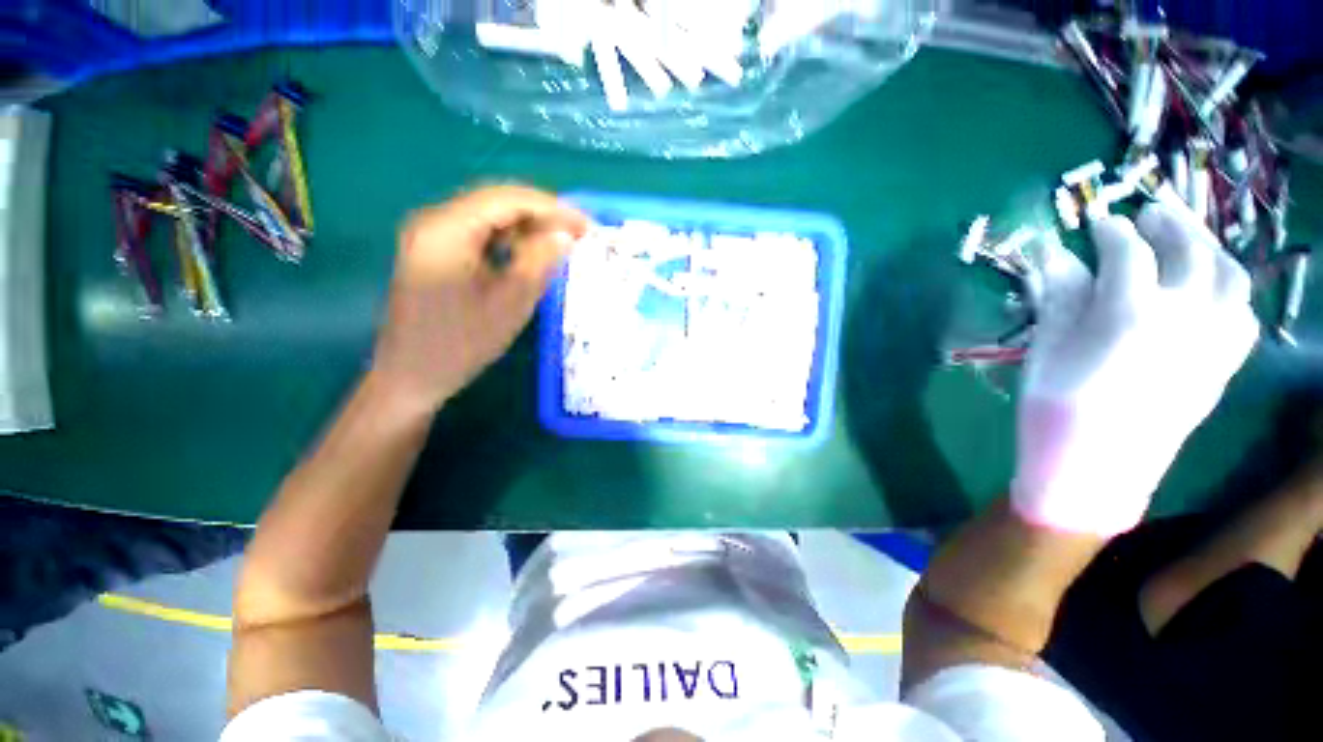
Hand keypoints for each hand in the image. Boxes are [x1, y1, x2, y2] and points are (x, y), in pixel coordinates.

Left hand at [371, 185, 589, 414]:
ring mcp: (430, 235)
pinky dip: (508, 238)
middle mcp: (433, 221)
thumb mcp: (509, 304)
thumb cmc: (462, 344)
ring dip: (526, 225)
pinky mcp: (433, 250)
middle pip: (495, 201)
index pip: (507, 200)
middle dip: (541, 214)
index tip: (586, 225)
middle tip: (578, 234)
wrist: (411, 375)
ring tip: (559, 243)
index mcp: (446, 230)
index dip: (552, 208)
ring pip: (488, 215)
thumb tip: (565, 234)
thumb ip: (538, 263)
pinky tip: (527, 253)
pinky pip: (477, 232)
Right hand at [1012, 200, 1258, 535]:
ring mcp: (1212, 343)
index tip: (1095, 222)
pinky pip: (1243, 315)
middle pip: (1190, 250)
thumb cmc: (1056, 409)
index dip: (1110, 230)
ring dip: (1209, 247)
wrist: (1094, 471)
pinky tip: (1212, 288)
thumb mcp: (1044, 350)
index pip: (1129, 251)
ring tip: (1188, 237)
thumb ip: (1057, 297)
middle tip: (1149, 211)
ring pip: (1229, 277)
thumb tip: (1056, 257)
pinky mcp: (1222, 367)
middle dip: (1170, 222)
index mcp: (1132, 314)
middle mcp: (1185, 318)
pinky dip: (1230, 290)